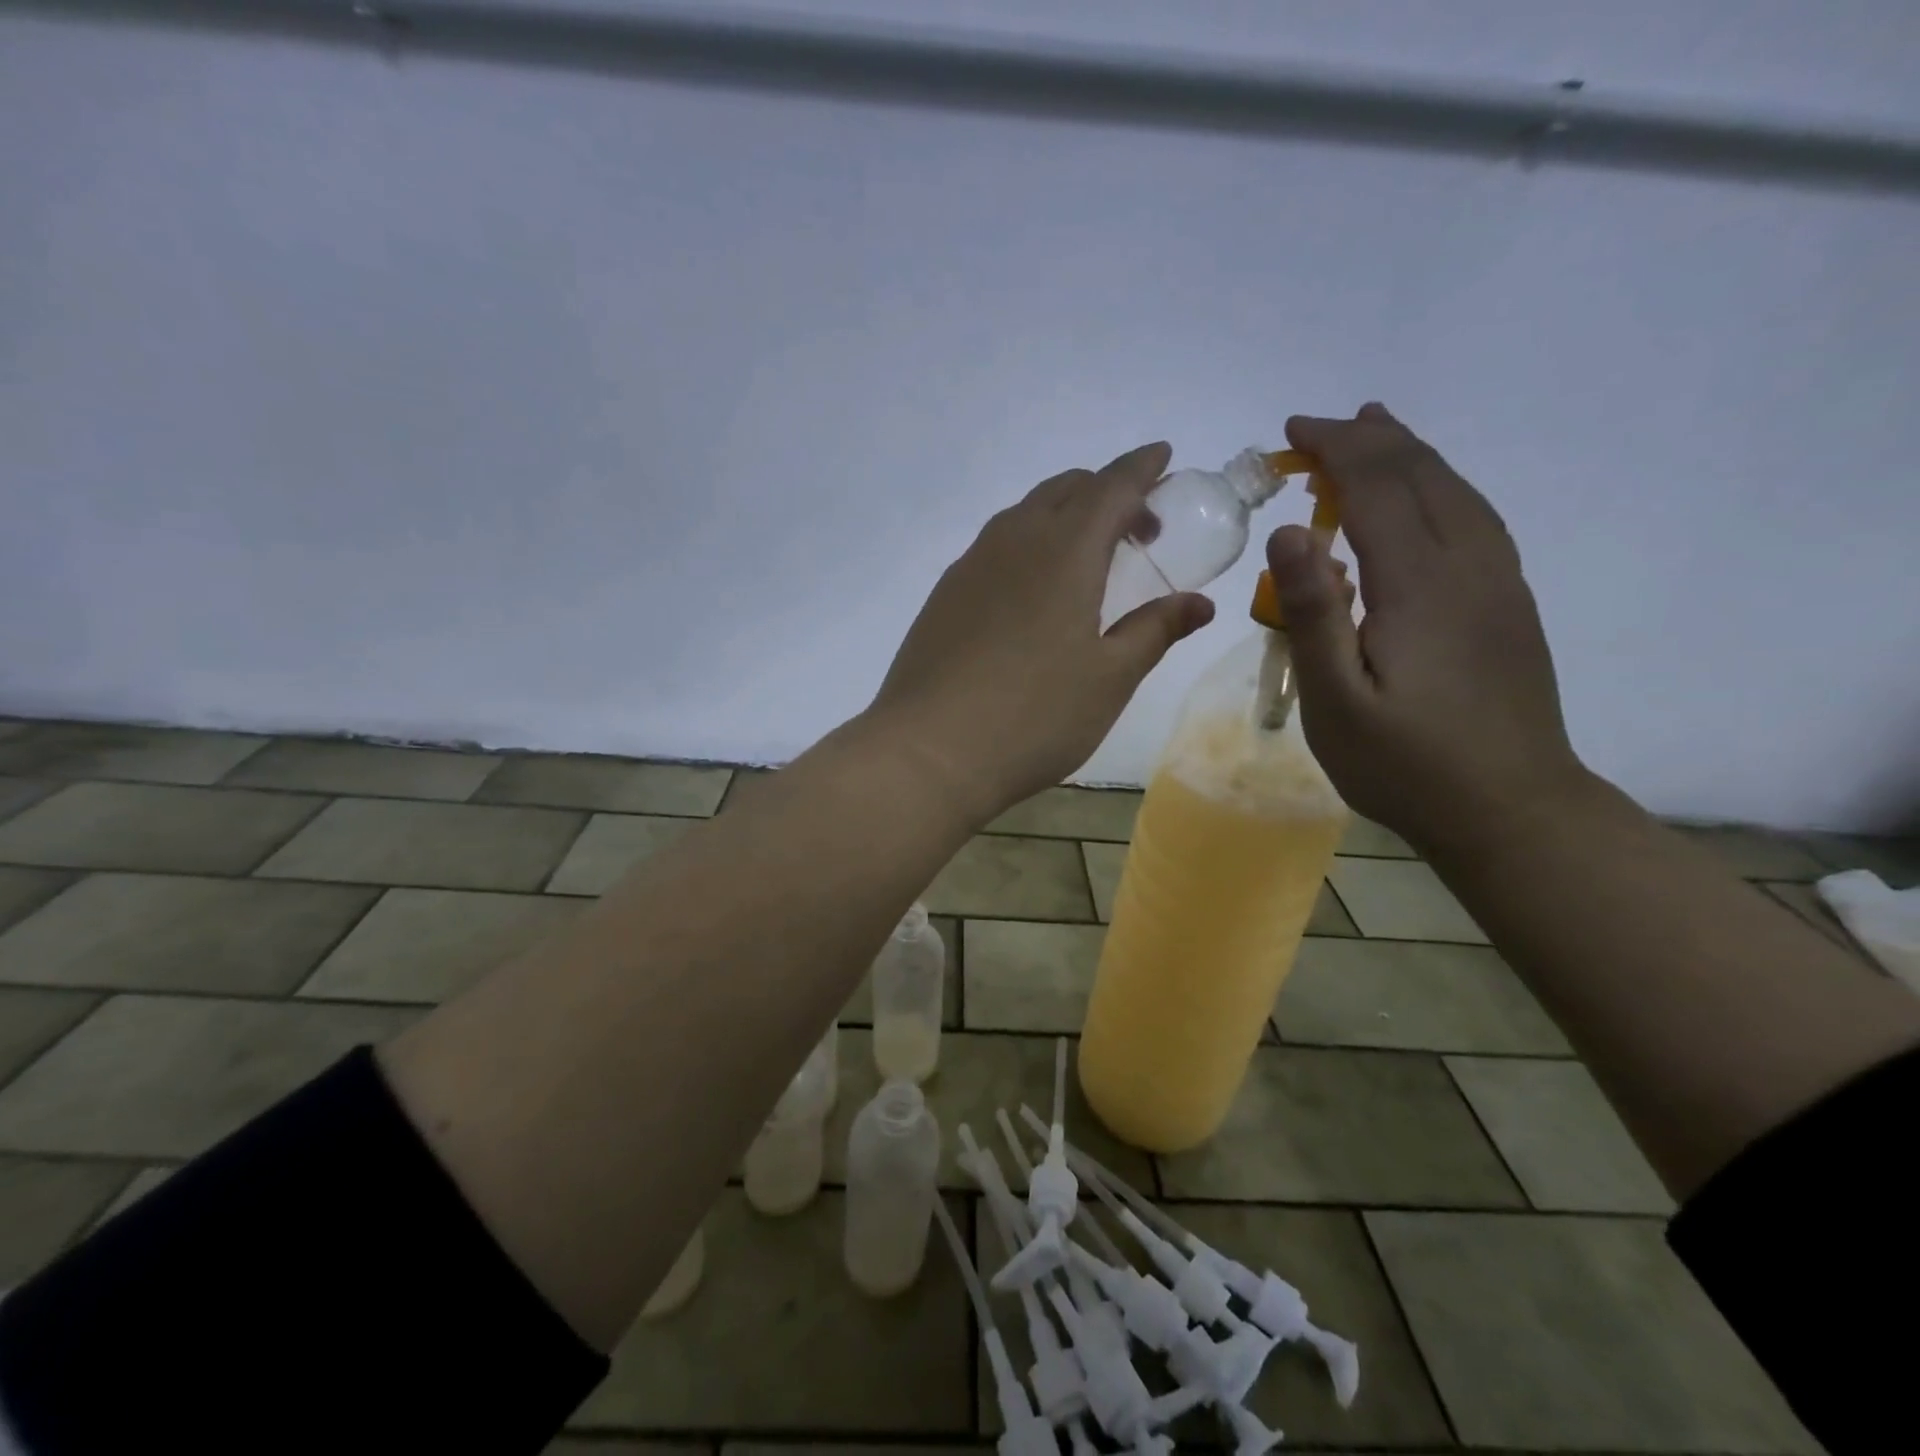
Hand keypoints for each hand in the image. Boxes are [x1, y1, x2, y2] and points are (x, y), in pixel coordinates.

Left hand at [870, 442, 1214, 823]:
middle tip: (1137, 529)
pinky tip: (1033, 591)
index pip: (1111, 487)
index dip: (1142, 468)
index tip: (1164, 456)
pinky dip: (1028, 544)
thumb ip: (1154, 630)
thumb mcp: (1110, 678)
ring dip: (1063, 517)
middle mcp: (1013, 542)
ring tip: (1088, 558)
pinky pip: (995, 546)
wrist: (928, 752)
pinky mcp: (943, 595)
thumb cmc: (1034, 716)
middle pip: (1065, 491)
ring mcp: (970, 566)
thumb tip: (1199, 603)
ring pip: (1024, 515)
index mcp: (1063, 551)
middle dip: (1106, 493)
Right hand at [1266, 404, 1591, 856]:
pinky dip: (1441, 488)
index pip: (1378, 487)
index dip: (1337, 450)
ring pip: (1457, 493)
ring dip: (1411, 456)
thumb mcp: (1336, 700)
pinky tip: (1427, 499)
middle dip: (1371, 441)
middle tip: (1322, 428)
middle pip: (1423, 477)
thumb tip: (1289, 529)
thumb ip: (1313, 613)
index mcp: (1421, 584)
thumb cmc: (1405, 764)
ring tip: (1378, 432)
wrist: (1511, 810)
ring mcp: (1499, 584)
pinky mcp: (1509, 606)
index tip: (1294, 432)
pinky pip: (1475, 520)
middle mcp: (1469, 566)